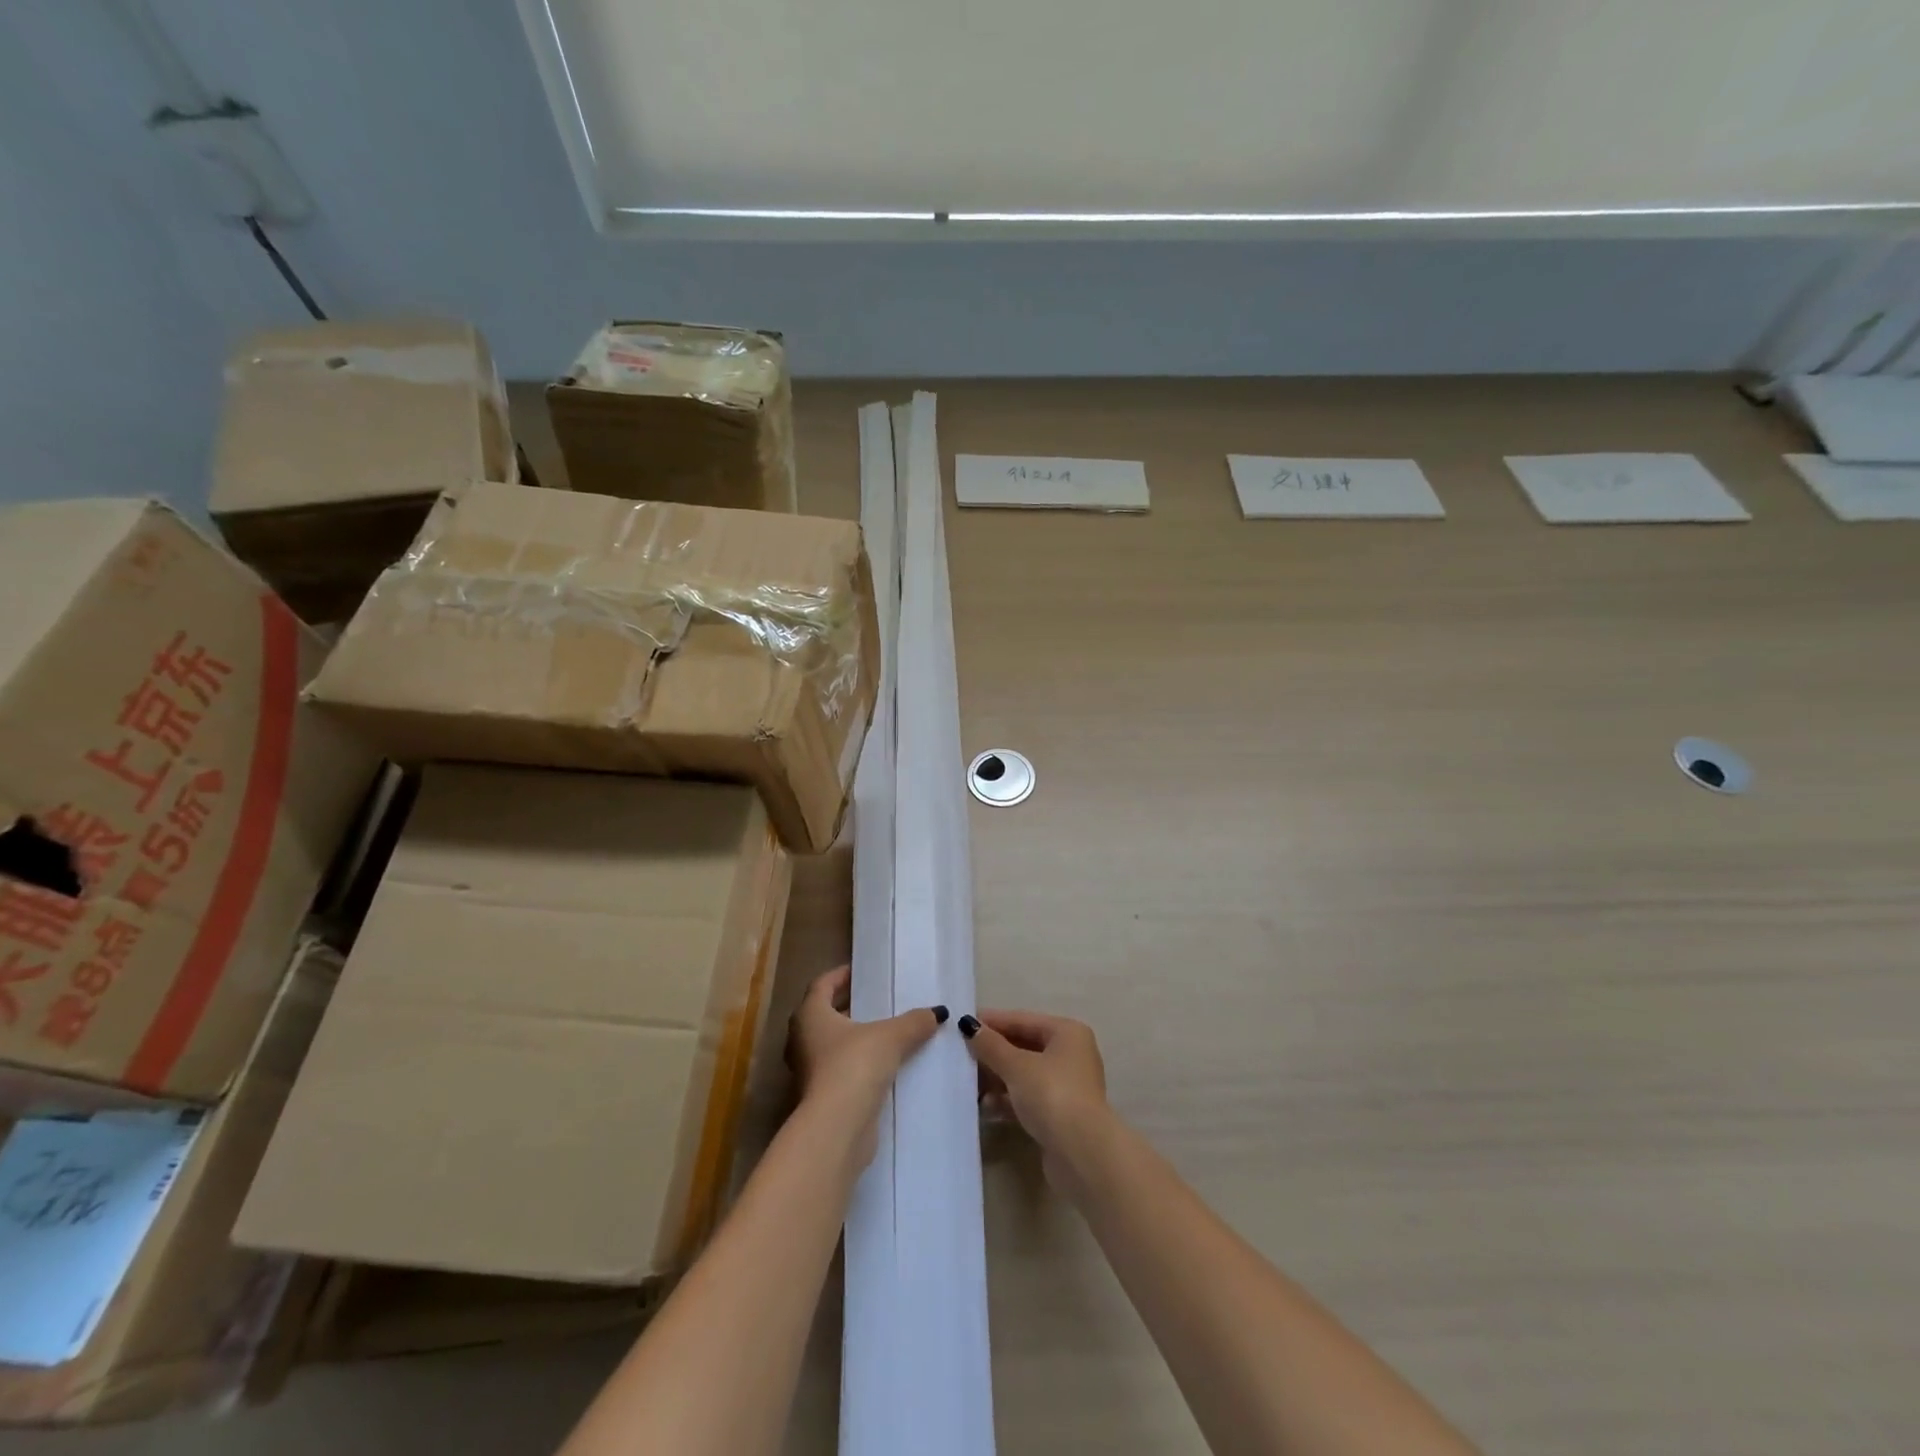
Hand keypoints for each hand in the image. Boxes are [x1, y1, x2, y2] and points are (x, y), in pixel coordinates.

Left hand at [787, 967, 945, 1161]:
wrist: (837, 1128)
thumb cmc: (854, 1066)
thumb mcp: (891, 1036)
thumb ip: (914, 1021)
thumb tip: (937, 1013)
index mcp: (810, 1015)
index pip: (823, 984)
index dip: (842, 975)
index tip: (862, 972)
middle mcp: (802, 1040)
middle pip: (825, 1014)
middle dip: (850, 1007)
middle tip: (879, 1000)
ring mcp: (808, 1071)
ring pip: (833, 1045)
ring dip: (855, 1038)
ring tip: (887, 1032)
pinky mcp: (820, 1098)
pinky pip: (840, 1071)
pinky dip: (858, 1065)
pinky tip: (885, 1066)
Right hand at [960, 1009, 1108, 1161]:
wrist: (1081, 1154)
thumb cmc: (1051, 1095)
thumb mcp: (1016, 1066)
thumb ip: (991, 1045)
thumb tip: (968, 1025)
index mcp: (1067, 1033)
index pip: (1023, 1020)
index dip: (993, 1021)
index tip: (963, 1023)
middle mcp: (1071, 1055)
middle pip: (1024, 1047)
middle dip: (993, 1053)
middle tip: (961, 1055)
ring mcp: (1067, 1087)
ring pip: (1025, 1075)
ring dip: (997, 1078)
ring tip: (969, 1084)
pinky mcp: (1060, 1115)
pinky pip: (1028, 1098)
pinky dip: (1008, 1100)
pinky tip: (986, 1107)